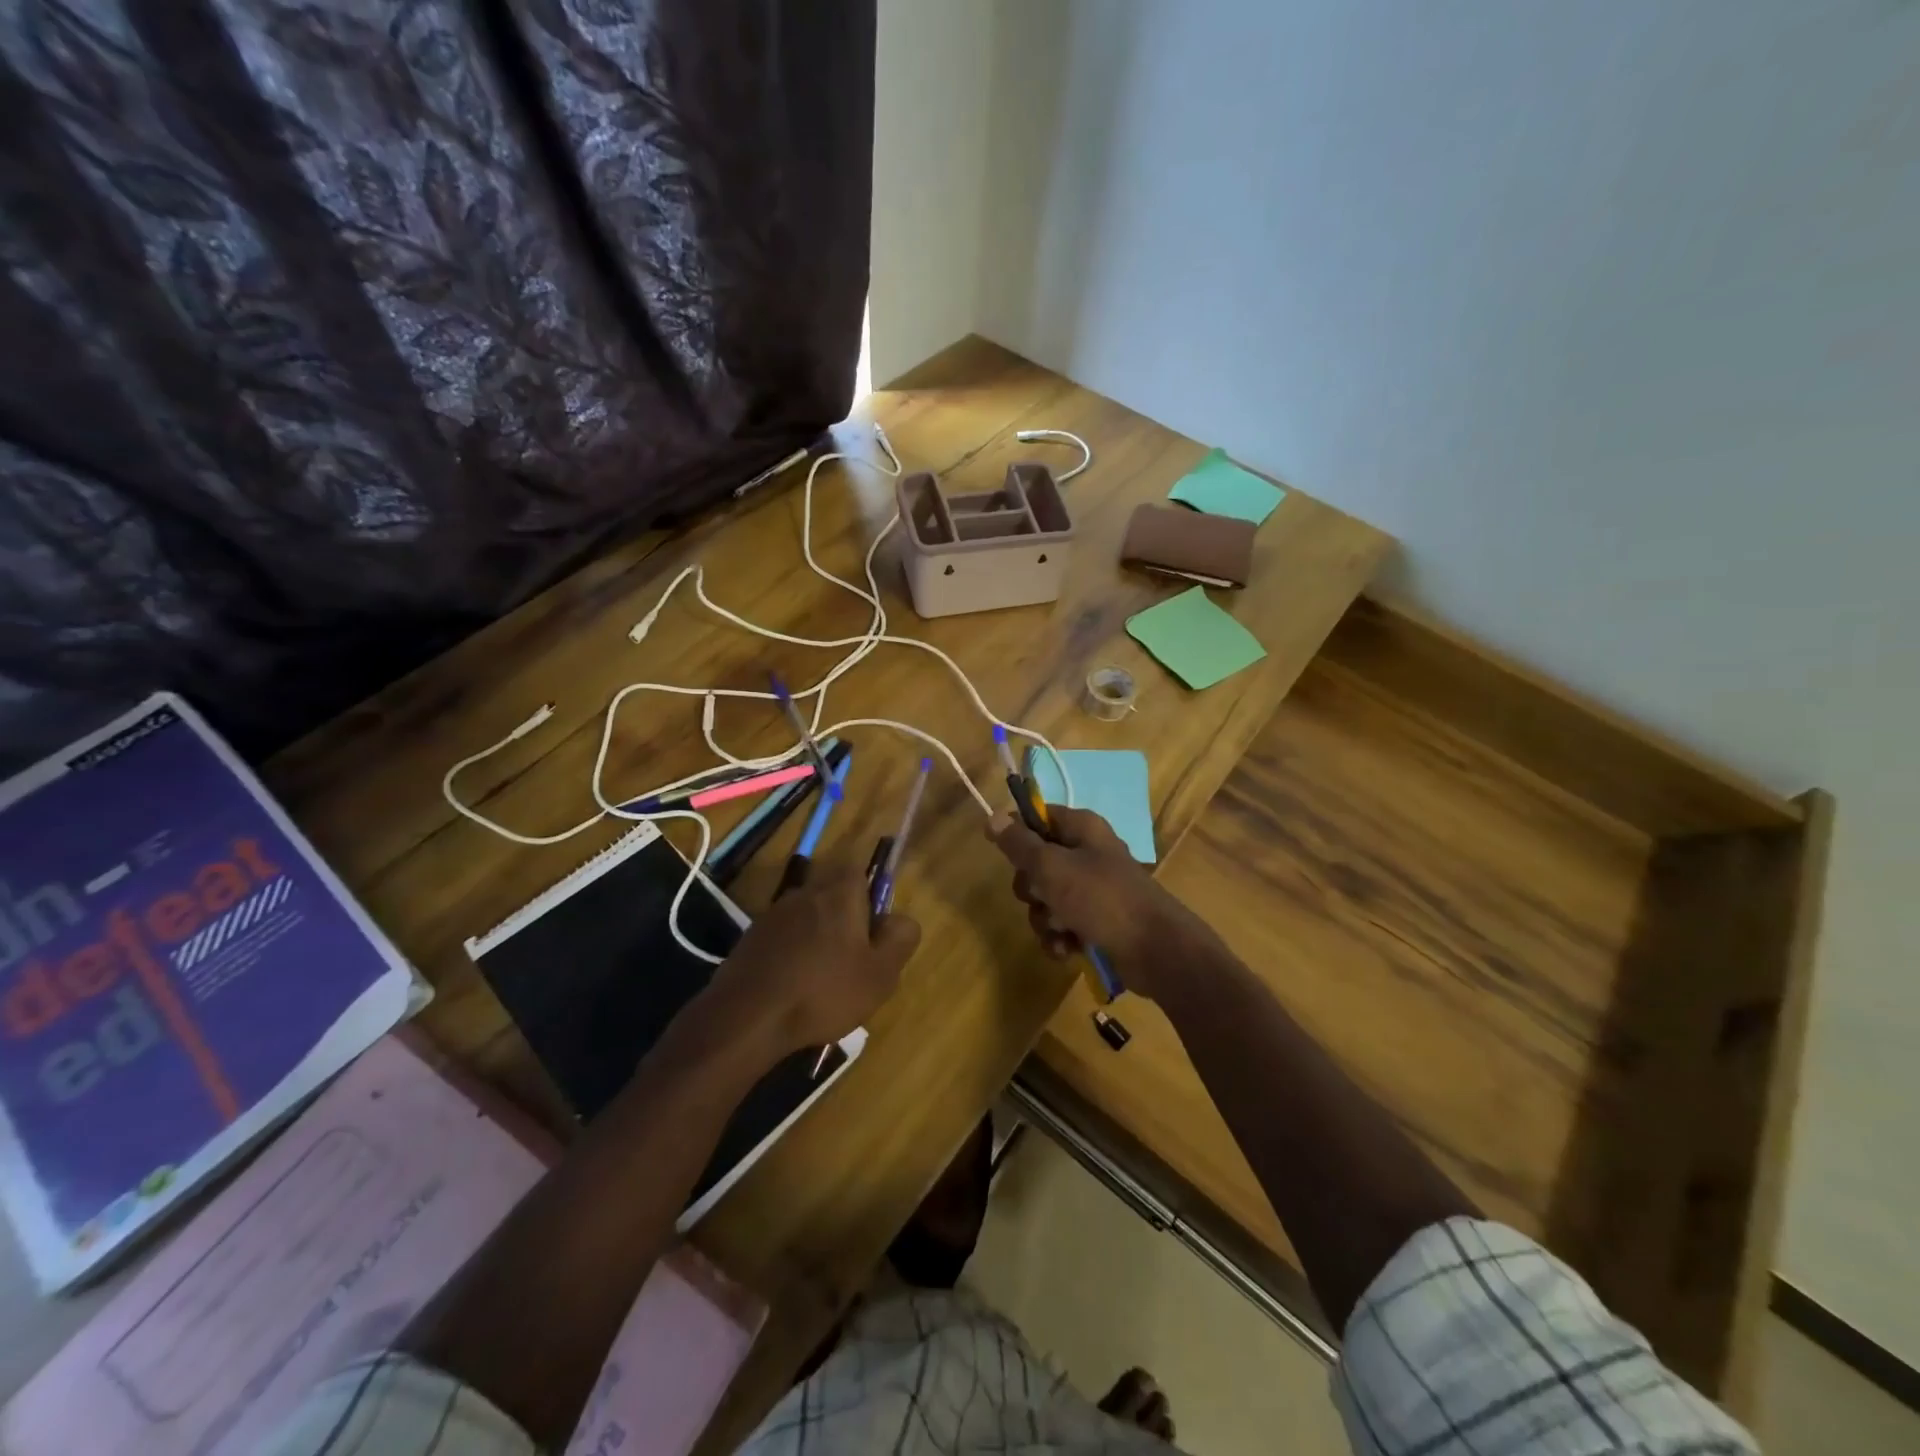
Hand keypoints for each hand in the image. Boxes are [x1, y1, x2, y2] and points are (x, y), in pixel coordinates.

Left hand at [706, 867, 919, 1057]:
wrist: (747, 1017)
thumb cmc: (823, 991)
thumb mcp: (881, 973)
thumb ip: (900, 938)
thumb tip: (899, 919)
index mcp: (839, 892)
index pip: (859, 870)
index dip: (870, 898)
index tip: (873, 932)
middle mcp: (805, 892)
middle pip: (832, 893)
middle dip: (845, 920)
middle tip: (853, 960)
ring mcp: (773, 914)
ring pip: (807, 917)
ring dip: (817, 939)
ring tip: (823, 981)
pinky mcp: (751, 939)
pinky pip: (784, 939)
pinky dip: (793, 956)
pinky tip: (795, 988)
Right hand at [987, 805, 1209, 1000]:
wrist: (1154, 950)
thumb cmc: (1101, 898)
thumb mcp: (1052, 867)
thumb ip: (1020, 844)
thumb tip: (992, 817)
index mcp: (1081, 829)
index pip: (1038, 816)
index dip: (1017, 832)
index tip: (1004, 852)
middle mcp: (1086, 854)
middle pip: (1036, 862)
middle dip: (1031, 888)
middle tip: (1041, 896)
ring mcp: (1092, 889)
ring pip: (1046, 898)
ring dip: (1045, 919)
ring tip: (1060, 930)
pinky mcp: (1095, 921)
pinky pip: (1061, 924)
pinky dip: (1059, 938)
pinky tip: (1067, 950)